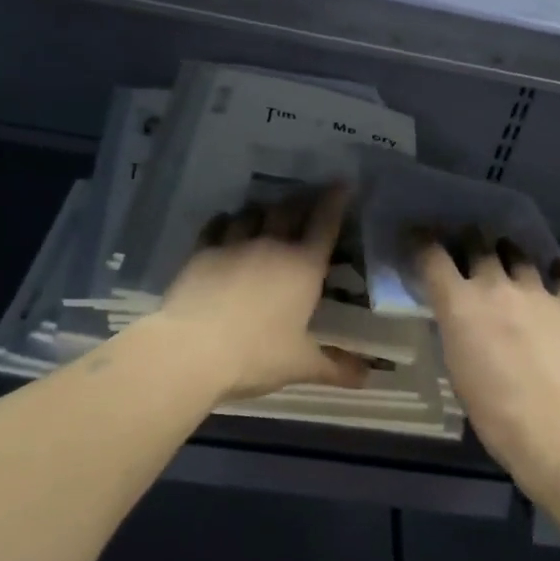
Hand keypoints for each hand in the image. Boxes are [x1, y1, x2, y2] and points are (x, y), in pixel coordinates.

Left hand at [156, 186, 369, 400]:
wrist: (192, 350)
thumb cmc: (256, 354)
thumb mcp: (301, 365)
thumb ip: (335, 367)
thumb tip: (367, 377)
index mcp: (303, 266)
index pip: (325, 223)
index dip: (336, 200)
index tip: (343, 183)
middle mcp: (271, 245)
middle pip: (289, 209)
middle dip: (301, 200)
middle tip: (307, 198)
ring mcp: (233, 244)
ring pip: (253, 212)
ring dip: (264, 210)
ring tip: (267, 213)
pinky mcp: (202, 252)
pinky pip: (218, 225)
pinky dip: (227, 220)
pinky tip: (227, 224)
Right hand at [417, 229, 559, 493]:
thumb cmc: (496, 414)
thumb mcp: (458, 370)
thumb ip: (457, 333)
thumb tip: (462, 320)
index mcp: (459, 305)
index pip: (433, 258)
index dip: (422, 243)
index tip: (418, 236)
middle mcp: (495, 287)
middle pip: (478, 245)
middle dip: (470, 241)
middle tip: (468, 244)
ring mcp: (537, 292)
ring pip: (519, 255)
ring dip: (509, 254)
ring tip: (509, 256)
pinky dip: (553, 273)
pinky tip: (553, 275)